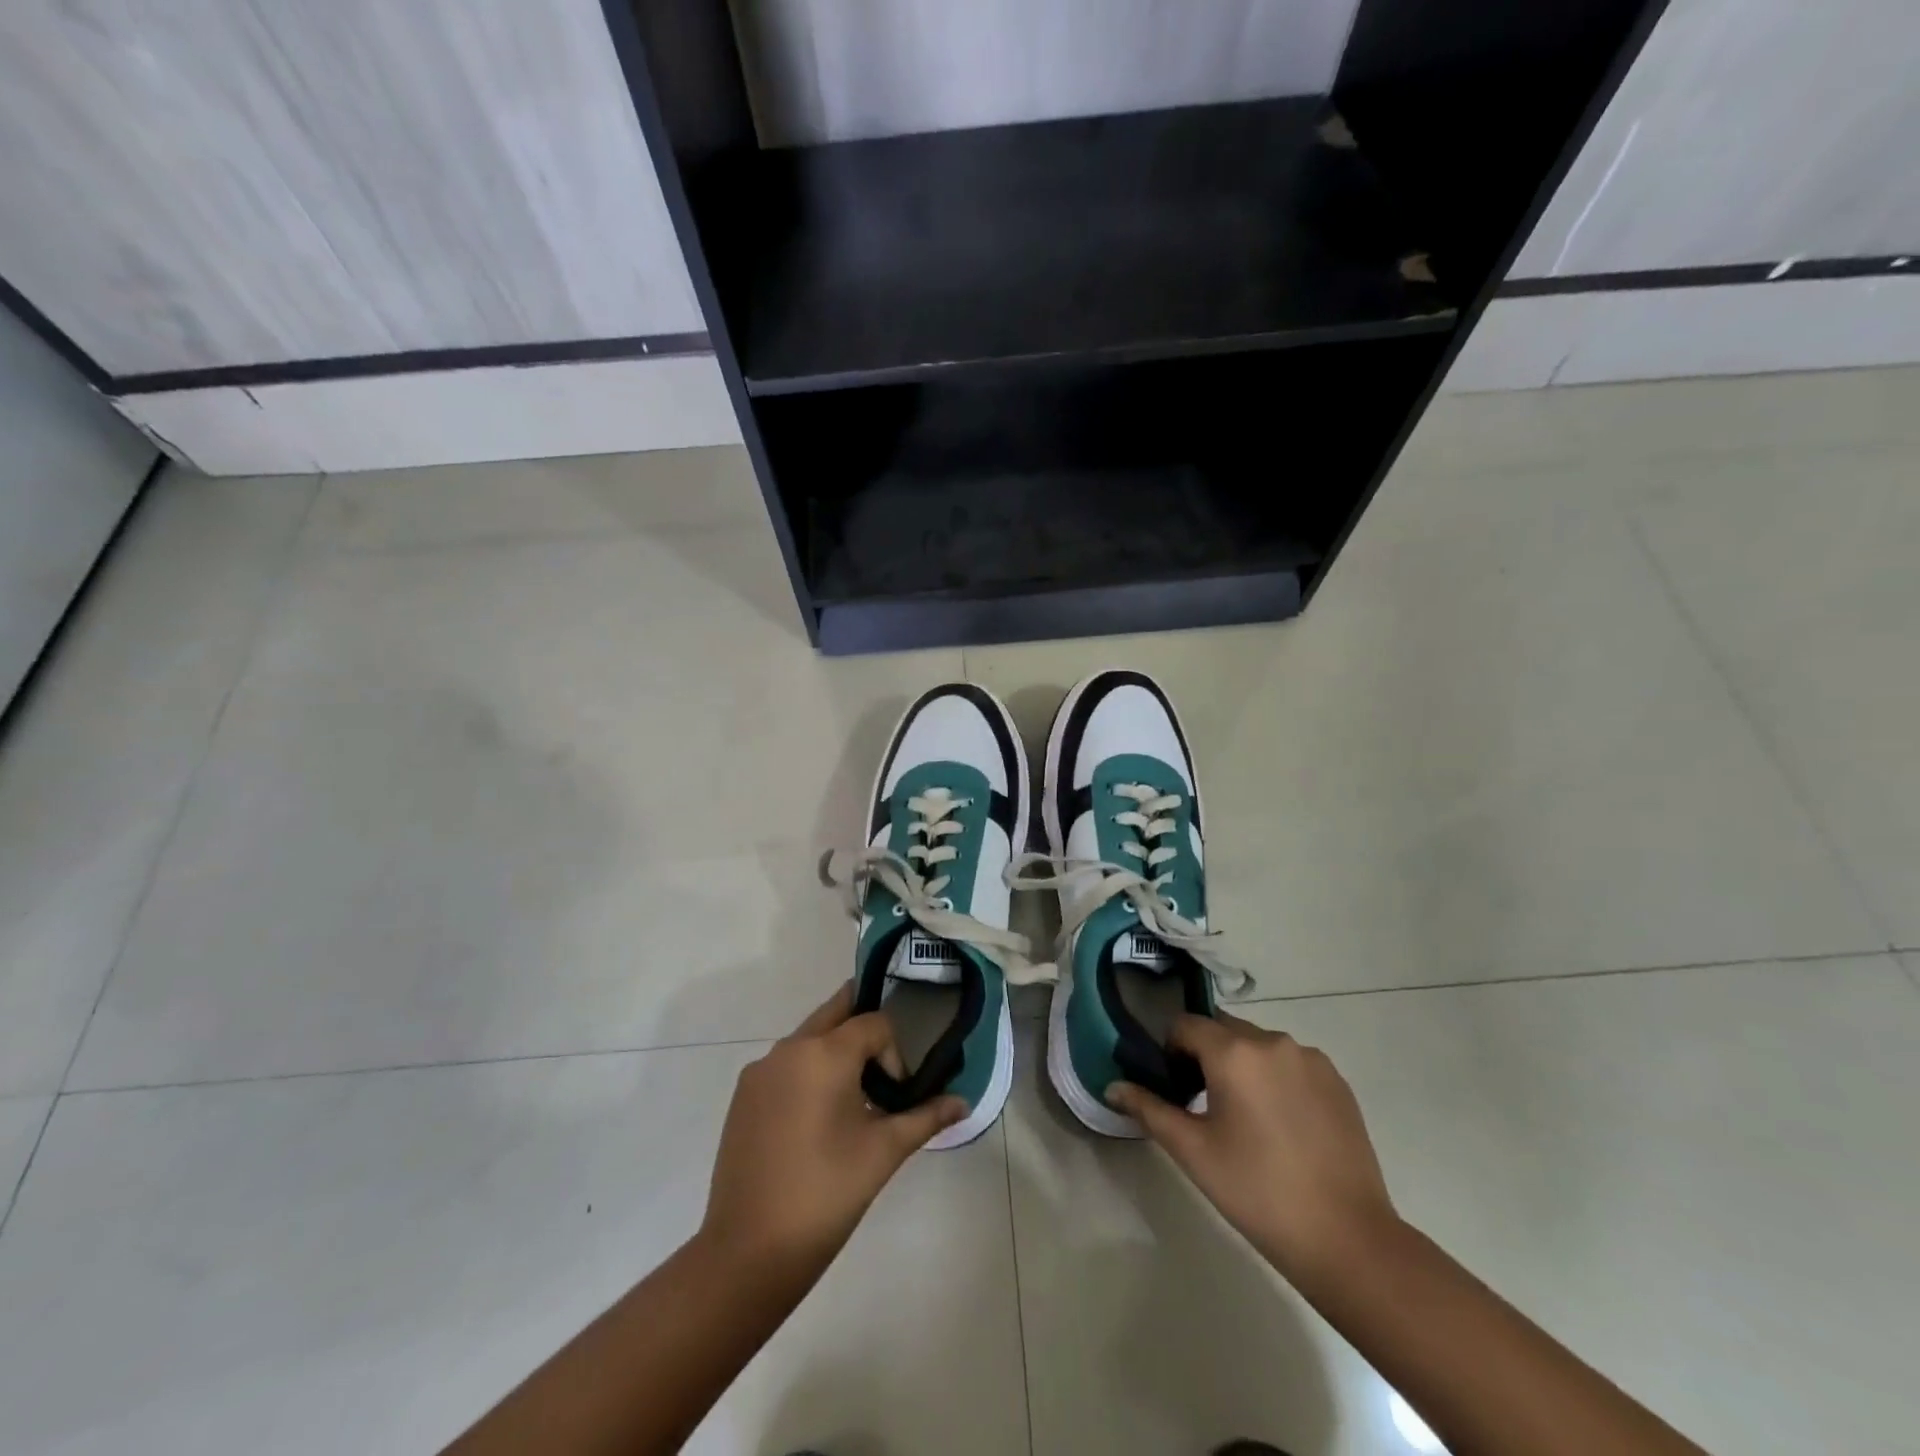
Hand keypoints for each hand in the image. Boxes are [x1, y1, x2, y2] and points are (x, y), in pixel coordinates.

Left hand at [699, 985, 965, 1280]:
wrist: (748, 1251)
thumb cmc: (826, 1194)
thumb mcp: (883, 1152)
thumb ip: (925, 1117)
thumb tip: (963, 1103)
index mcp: (824, 1053)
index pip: (874, 1023)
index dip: (894, 1052)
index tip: (897, 1095)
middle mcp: (789, 1049)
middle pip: (835, 1014)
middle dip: (863, 1026)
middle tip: (884, 1061)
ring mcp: (760, 1071)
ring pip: (808, 1039)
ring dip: (834, 1051)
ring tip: (852, 1099)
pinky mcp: (743, 1096)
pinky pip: (785, 1065)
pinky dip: (807, 1073)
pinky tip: (816, 1120)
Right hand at [1107, 1013, 1397, 1285]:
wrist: (1348, 1240)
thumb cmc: (1258, 1192)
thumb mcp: (1193, 1152)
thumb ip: (1149, 1109)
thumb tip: (1111, 1086)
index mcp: (1234, 1051)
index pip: (1185, 1025)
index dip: (1170, 1051)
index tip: (1174, 1089)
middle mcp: (1272, 1040)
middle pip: (1222, 1030)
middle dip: (1205, 1056)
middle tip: (1204, 1106)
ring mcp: (1310, 1058)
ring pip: (1257, 1045)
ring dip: (1241, 1065)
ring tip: (1246, 1120)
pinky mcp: (1337, 1080)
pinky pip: (1290, 1062)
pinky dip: (1275, 1078)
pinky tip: (1281, 1126)